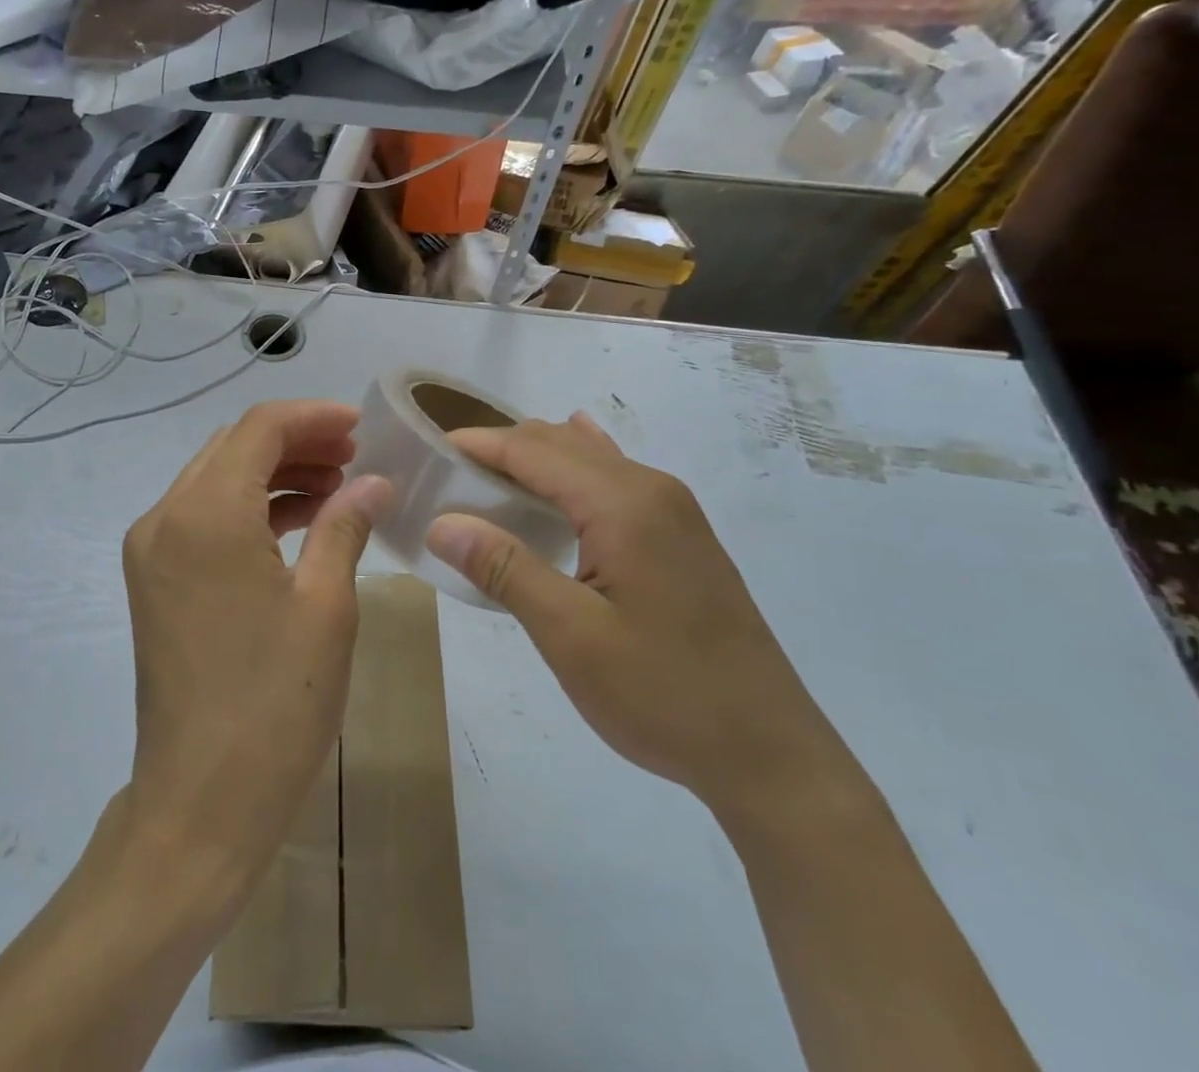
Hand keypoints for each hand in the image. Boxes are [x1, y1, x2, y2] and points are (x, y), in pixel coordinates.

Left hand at [121, 400, 390, 893]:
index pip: (259, 429)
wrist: (200, 802)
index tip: (360, 427)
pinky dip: (249, 507)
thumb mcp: (326, 606)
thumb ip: (345, 525)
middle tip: (354, 458)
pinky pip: (204, 517)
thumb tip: (375, 482)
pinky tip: (298, 521)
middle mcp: (165, 517)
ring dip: (273, 473)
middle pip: (234, 447)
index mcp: (205, 514)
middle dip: (296, 442)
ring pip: (217, 479)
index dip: (313, 417)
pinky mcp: (153, 579)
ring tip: (336, 487)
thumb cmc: (274, 703)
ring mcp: (151, 549)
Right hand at [426, 413, 847, 813]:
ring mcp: (673, 511)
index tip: (429, 449)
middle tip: (447, 474)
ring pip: (589, 460)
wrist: (769, 755)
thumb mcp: (571, 636)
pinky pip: (615, 480)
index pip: (534, 449)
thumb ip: (504, 568)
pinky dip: (575, 472)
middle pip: (561, 445)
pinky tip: (566, 469)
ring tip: (486, 479)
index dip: (479, 444)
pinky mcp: (681, 537)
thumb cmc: (664, 694)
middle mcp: (652, 489)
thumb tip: (441, 522)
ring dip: (536, 461)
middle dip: (502, 449)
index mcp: (624, 503)